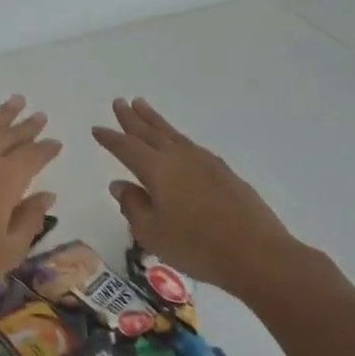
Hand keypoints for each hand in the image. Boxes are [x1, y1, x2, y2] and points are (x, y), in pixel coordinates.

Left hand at [0, 95, 60, 313]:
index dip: (46, 149)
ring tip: (14, 101)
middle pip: (9, 135)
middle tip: (39, 115)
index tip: (56, 142)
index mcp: (6, 179)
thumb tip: (47, 196)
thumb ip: (30, 220)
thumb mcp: (7, 251)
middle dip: (26, 125)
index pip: (33, 156)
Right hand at [92, 97, 340, 303]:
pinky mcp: (224, 172)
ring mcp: (205, 162)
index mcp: (158, 170)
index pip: (127, 148)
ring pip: (173, 134)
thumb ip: (133, 206)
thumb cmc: (197, 247)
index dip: (111, 138)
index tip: (97, 128)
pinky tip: (177, 142)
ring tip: (143, 106)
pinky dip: (176, 137)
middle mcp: (180, 158)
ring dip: (155, 120)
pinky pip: (190, 145)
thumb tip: (120, 184)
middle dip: (132, 118)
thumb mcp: (153, 233)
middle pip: (151, 132)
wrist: (257, 254)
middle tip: (119, 102)